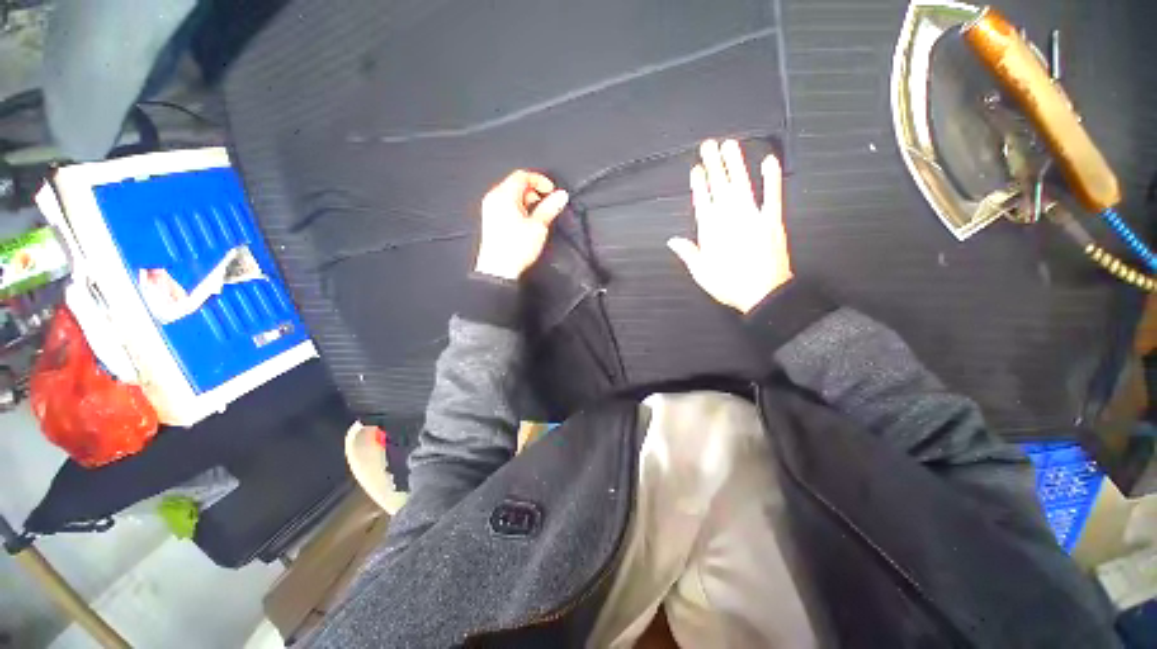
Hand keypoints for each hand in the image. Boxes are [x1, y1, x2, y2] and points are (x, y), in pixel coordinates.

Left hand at [475, 170, 569, 280]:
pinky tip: (527, 223)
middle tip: (546, 205)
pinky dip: (519, 208)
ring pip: (512, 195)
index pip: (522, 176)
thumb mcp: (538, 226)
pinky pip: (506, 205)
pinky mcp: (491, 220)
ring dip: (527, 201)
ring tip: (538, 217)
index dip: (540, 180)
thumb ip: (550, 207)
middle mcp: (494, 198)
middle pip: (516, 184)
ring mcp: (490, 209)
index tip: (552, 192)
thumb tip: (561, 195)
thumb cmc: (517, 247)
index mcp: (504, 195)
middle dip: (534, 191)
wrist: (498, 269)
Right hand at [667, 139, 792, 313]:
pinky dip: (771, 178)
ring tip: (730, 145)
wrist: (762, 294)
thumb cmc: (729, 284)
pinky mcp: (772, 220)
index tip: (696, 168)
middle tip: (709, 145)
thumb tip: (672, 240)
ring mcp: (752, 217)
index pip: (702, 201)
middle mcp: (730, 219)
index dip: (699, 183)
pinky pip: (772, 195)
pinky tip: (769, 161)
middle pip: (720, 187)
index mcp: (711, 231)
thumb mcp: (700, 272)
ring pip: (741, 185)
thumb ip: (687, 252)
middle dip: (713, 165)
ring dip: (735, 164)